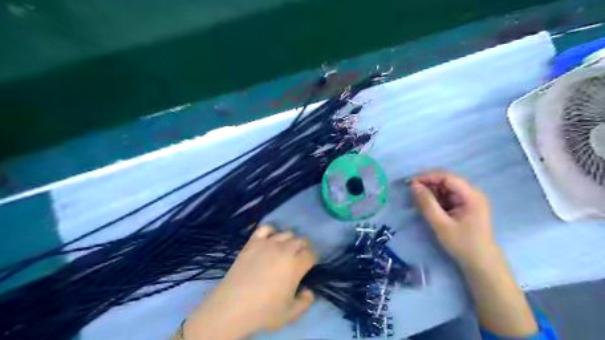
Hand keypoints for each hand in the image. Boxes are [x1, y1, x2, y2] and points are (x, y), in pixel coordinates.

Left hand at [184, 224, 316, 338]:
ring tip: (284, 251)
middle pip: (301, 240)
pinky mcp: (253, 242)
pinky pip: (266, 228)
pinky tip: (269, 240)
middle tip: (297, 259)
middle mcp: (284, 249)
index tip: (308, 266)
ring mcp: (268, 243)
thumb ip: (306, 302)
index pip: (312, 254)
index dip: (312, 260)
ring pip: (286, 233)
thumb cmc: (263, 312)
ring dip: (289, 240)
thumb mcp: (290, 314)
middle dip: (303, 248)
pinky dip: (271, 231)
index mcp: (296, 265)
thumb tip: (309, 291)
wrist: (232, 307)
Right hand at [411, 169, 495, 268]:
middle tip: (412, 192)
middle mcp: (472, 193)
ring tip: (417, 200)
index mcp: (471, 195)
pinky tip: (427, 205)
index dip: (428, 177)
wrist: (481, 264)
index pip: (447, 177)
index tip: (411, 183)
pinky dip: (436, 199)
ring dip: (431, 192)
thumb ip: (427, 204)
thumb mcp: (441, 224)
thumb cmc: (463, 244)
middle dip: (428, 184)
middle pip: (447, 181)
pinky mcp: (465, 207)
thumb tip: (414, 186)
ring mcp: (469, 200)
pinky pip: (448, 197)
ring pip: (446, 188)